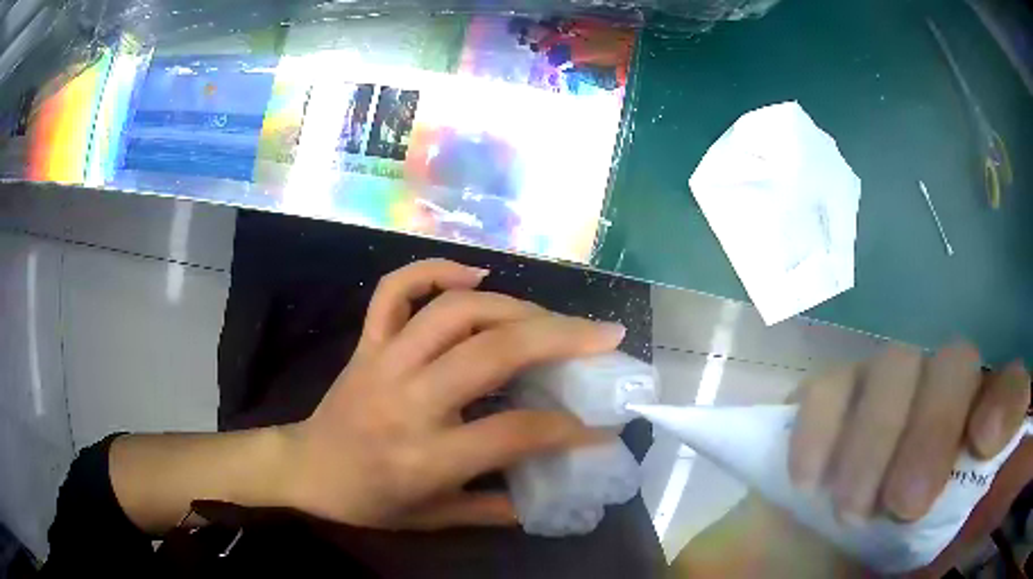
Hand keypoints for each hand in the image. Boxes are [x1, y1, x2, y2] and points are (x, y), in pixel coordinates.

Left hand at [281, 259, 624, 529]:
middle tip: (604, 334)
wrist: (305, 469)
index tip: (603, 425)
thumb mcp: (432, 519)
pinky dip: (433, 271)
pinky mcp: (366, 342)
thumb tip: (549, 497)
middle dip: (560, 338)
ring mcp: (383, 362)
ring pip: (453, 312)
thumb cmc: (368, 501)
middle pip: (491, 353)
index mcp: (425, 457)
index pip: (512, 434)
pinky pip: (394, 291)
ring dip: (513, 305)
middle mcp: (407, 400)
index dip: (567, 430)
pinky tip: (474, 274)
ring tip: (553, 316)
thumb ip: (493, 510)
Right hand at [670, 344, 1029, 578]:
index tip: (983, 443)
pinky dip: (819, 429)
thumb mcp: (920, 565)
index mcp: (971, 443)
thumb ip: (953, 530)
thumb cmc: (873, 570)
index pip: (1009, 392)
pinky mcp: (831, 398)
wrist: (806, 564)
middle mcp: (938, 403)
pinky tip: (807, 481)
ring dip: (874, 440)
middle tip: (902, 504)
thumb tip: (970, 527)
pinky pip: (828, 385)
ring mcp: (884, 392)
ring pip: (894, 365)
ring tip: (848, 512)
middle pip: (955, 364)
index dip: (1005, 402)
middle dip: (933, 428)